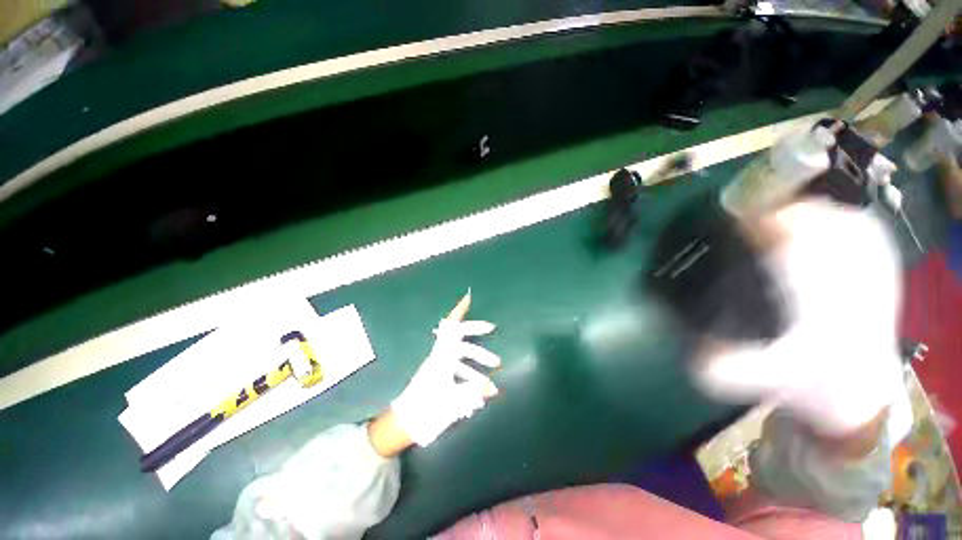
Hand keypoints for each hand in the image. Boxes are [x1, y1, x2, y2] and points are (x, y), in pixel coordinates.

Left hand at [389, 291, 500, 446]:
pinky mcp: (441, 377)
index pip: (452, 328)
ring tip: (493, 372)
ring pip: (462, 356)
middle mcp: (440, 357)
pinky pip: (460, 370)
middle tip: (494, 336)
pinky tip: (480, 388)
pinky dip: (471, 376)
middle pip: (462, 339)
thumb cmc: (426, 409)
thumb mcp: (452, 402)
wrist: (405, 423)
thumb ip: (473, 393)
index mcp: (441, 357)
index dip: (459, 311)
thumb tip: (493, 388)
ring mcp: (440, 367)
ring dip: (477, 363)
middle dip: (478, 336)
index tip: (468, 297)